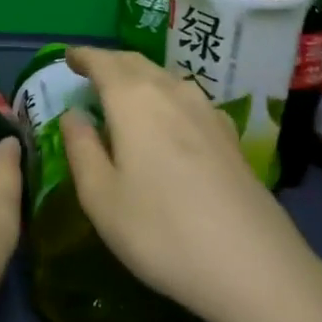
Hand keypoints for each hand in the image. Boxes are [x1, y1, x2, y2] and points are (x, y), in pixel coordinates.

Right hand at [61, 47, 321, 321]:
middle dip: (110, 62)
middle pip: (136, 63)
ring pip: (164, 78)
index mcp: (133, 100)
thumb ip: (81, 149)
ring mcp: (207, 111)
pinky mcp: (229, 135)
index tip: (68, 56)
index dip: (84, 56)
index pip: (103, 62)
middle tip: (90, 71)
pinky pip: (187, 99)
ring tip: (123, 93)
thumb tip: (73, 115)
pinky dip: (165, 97)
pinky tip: (168, 119)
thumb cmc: (161, 231)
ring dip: (139, 77)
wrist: (253, 265)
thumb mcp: (101, 198)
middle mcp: (171, 92)